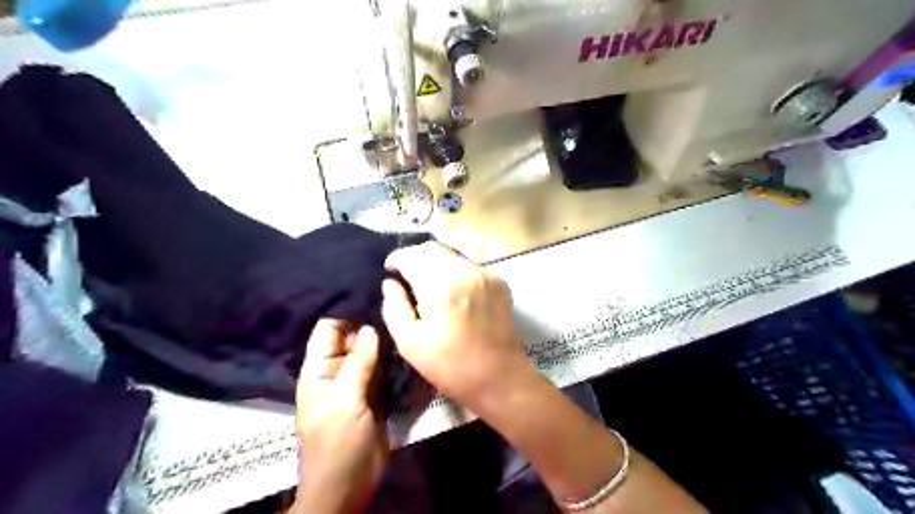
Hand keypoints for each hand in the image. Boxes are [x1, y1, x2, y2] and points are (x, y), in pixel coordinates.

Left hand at [295, 319, 386, 510]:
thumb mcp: (346, 401)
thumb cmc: (338, 443)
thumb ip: (358, 363)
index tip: (371, 293)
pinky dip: (389, 356)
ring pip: (367, 351)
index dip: (346, 312)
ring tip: (404, 315)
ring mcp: (355, 382)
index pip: (328, 329)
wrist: (349, 486)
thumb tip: (371, 327)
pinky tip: (405, 341)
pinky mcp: (373, 392)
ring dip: (381, 339)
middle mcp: (336, 370)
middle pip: (350, 337)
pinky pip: (380, 368)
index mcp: (318, 370)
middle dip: (368, 321)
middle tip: (395, 300)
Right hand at [379, 242, 536, 412]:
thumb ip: (394, 307)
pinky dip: (456, 271)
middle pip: (433, 248)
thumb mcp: (410, 343)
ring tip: (429, 283)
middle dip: (416, 257)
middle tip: (406, 274)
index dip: (396, 258)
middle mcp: (465, 272)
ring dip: (436, 263)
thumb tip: (390, 283)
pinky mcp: (499, 282)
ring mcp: (485, 275)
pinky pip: (470, 266)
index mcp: (441, 286)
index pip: (412, 256)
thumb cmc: (450, 366)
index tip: (389, 269)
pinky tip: (453, 291)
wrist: (499, 377)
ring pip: (453, 255)